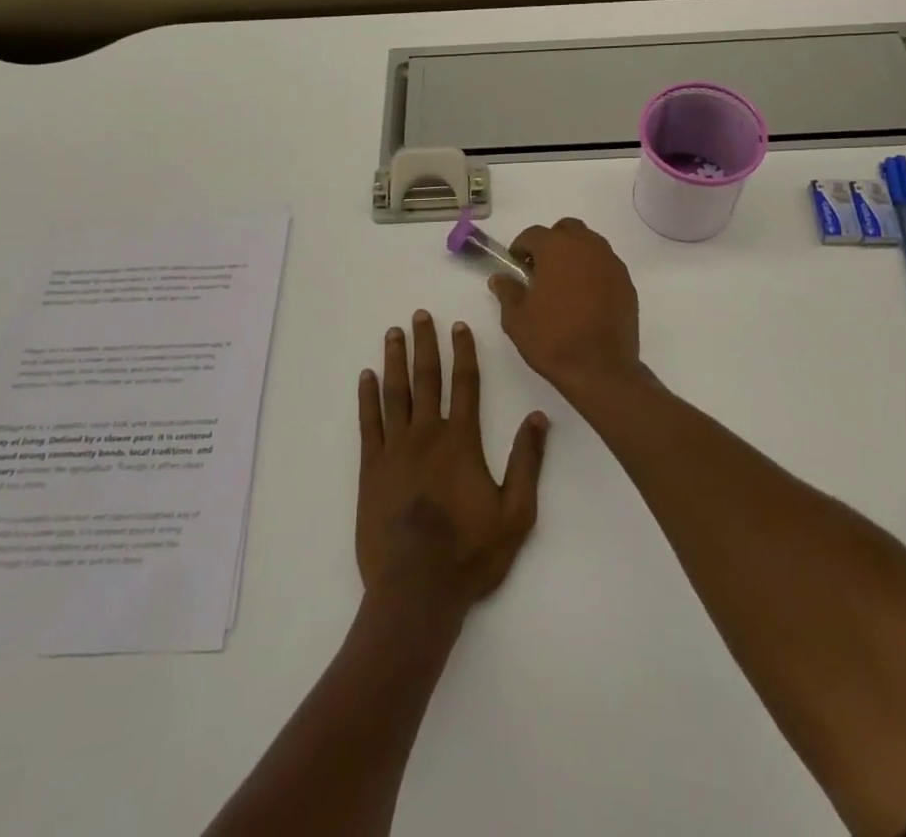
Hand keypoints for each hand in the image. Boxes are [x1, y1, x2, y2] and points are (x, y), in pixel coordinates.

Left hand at [356, 311, 548, 613]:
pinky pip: (368, 422)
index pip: (464, 384)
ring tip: (393, 333)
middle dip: (424, 344)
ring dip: (394, 360)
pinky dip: (367, 397)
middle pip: (426, 378)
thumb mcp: (516, 513)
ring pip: (395, 393)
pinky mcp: (371, 468)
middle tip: (419, 315)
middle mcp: (427, 434)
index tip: (457, 326)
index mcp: (461, 441)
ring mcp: (395, 449)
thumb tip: (538, 417)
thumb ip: (527, 462)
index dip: (462, 352)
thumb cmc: (470, 553)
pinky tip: (366, 377)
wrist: (416, 590)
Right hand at [490, 218, 643, 402]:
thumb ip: (507, 291)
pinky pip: (606, 266)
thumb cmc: (552, 338)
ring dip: (575, 255)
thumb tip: (500, 278)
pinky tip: (586, 298)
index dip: (521, 248)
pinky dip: (594, 272)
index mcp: (556, 248)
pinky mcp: (627, 282)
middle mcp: (586, 246)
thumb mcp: (516, 318)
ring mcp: (611, 263)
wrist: (600, 369)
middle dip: (552, 243)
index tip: (516, 267)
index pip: (533, 234)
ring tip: (564, 284)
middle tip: (541, 270)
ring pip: (589, 244)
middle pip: (566, 230)